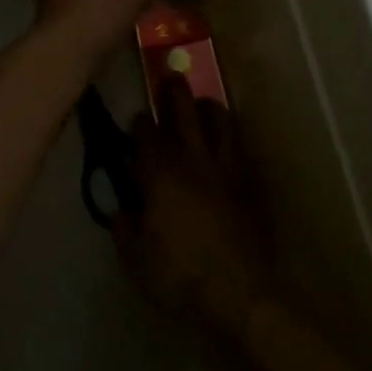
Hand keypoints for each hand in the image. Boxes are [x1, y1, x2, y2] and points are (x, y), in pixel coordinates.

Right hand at [116, 82, 275, 339]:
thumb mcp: (135, 259)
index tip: (137, 120)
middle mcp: (193, 159)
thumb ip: (124, 228)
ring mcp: (226, 168)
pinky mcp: (249, 183)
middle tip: (171, 77)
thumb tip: (122, 210)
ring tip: (203, 103)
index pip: (146, 134)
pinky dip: (231, 139)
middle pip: (185, 111)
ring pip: (220, 121)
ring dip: (209, 106)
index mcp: (160, 172)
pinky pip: (239, 149)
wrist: (240, 292)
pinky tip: (228, 143)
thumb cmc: (179, 276)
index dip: (140, 123)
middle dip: (175, 92)